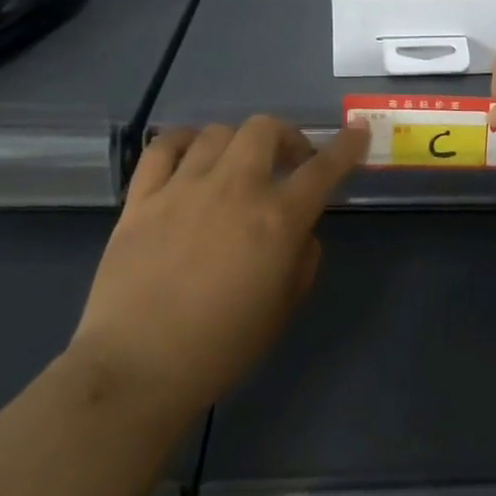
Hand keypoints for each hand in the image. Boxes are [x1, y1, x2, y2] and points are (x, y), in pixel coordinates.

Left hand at [70, 117, 366, 424]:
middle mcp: (234, 188)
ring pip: (217, 133)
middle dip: (285, 137)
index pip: (323, 168)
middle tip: (287, 162)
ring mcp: (183, 187)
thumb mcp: (283, 308)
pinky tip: (189, 155)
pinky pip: (163, 147)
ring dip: (238, 143)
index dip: (346, 145)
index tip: (357, 131)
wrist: (138, 366)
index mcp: (277, 219)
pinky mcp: (142, 197)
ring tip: (236, 166)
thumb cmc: (222, 347)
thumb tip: (300, 231)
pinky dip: (183, 142)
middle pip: (265, 129)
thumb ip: (302, 259)